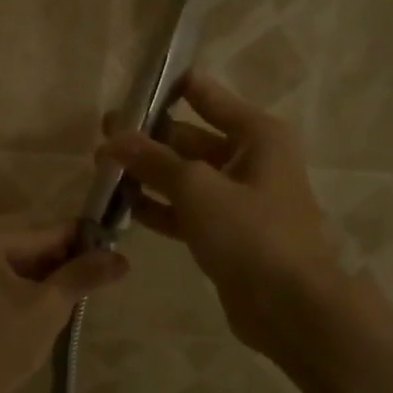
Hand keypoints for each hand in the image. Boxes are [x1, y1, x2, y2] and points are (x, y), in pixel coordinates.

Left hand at [0, 221, 127, 392]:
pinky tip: (39, 304)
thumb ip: (83, 276)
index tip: (111, 248)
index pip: (40, 234)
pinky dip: (12, 287)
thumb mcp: (47, 309)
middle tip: (95, 279)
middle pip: (21, 247)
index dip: (79, 244)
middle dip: (57, 264)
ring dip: (36, 277)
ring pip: (5, 263)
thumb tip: (122, 259)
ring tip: (73, 295)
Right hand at [100, 73, 389, 355]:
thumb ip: (153, 160)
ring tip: (102, 168)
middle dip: (150, 137)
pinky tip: (123, 206)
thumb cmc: (251, 232)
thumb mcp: (197, 188)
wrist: (290, 306)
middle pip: (192, 138)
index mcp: (257, 135)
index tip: (132, 86)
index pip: (208, 96)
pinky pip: (187, 210)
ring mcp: (239, 200)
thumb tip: (113, 137)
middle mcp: (251, 160)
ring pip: (186, 177)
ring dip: (149, 173)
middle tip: (103, 133)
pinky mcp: (227, 234)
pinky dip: (160, 207)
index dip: (171, 87)